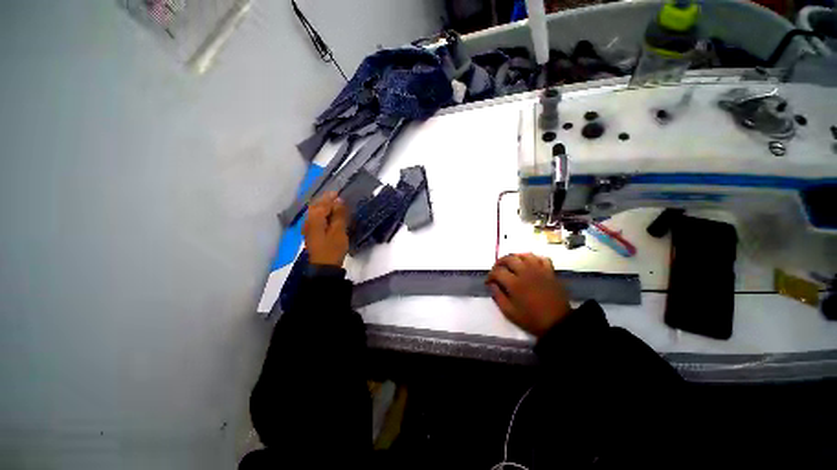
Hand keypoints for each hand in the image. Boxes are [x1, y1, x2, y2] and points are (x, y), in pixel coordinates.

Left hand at [303, 192, 348, 266]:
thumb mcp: (339, 231)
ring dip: (325, 207)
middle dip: (326, 200)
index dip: (331, 197)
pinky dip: (324, 214)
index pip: (323, 203)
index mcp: (315, 218)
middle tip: (338, 198)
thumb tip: (339, 200)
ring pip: (316, 212)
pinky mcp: (312, 234)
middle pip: (316, 206)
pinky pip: (317, 219)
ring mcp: (309, 228)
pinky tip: (330, 217)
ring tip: (336, 205)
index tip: (340, 192)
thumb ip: (339, 214)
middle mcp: (309, 221)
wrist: (324, 267)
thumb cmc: (332, 248)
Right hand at [486, 253, 570, 336]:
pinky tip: (529, 263)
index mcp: (515, 283)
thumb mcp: (509, 312)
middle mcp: (526, 272)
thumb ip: (498, 296)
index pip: (498, 271)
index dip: (490, 275)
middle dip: (499, 263)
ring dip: (514, 257)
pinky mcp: (550, 272)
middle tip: (497, 270)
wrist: (558, 324)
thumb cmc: (532, 320)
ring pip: (524, 255)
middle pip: (509, 258)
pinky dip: (533, 258)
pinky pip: (541, 258)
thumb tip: (492, 285)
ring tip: (510, 264)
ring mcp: (539, 271)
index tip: (489, 282)